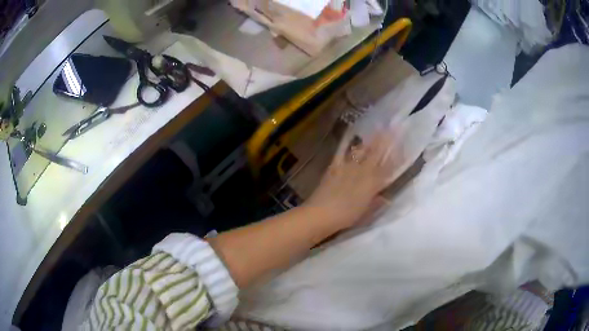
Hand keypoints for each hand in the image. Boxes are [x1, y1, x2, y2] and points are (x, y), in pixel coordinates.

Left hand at [304, 131, 398, 230]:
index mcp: (372, 184)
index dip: (396, 156)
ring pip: (362, 150)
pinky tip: (350, 135)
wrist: (322, 213)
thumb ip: (377, 203)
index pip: (388, 167)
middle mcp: (362, 172)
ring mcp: (348, 167)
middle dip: (386, 140)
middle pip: (377, 154)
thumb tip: (387, 198)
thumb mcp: (366, 213)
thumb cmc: (346, 217)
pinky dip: (346, 143)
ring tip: (378, 128)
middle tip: (393, 127)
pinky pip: (342, 152)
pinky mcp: (334, 166)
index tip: (402, 145)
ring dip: (371, 139)